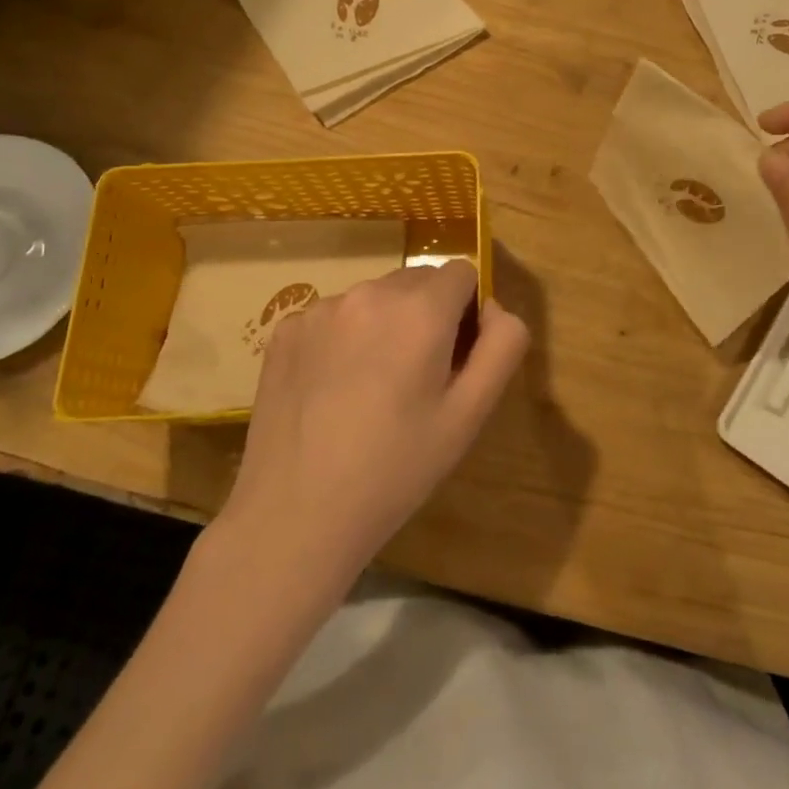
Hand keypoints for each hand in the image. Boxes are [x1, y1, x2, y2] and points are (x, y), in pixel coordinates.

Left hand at [223, 261, 528, 588]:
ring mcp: (321, 309)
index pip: (461, 273)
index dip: (467, 311)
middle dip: (427, 315)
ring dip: (384, 324)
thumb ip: (502, 345)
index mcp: (420, 310)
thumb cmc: (396, 469)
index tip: (454, 358)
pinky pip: (333, 317)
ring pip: (374, 298)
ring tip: (371, 389)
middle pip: (417, 281)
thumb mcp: (470, 415)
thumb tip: (492, 307)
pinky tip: (331, 390)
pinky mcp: (286, 330)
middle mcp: (370, 293)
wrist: (295, 515)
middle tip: (415, 380)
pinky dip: (343, 339)